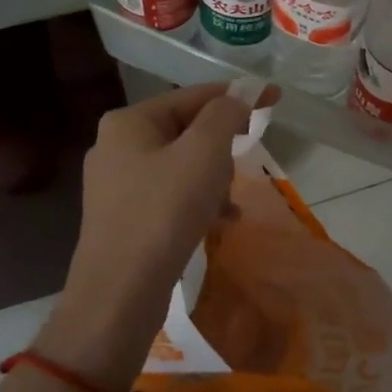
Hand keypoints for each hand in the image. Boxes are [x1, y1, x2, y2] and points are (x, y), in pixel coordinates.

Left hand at [39, 82, 270, 388]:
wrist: (118, 296)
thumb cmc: (163, 212)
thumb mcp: (203, 153)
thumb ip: (225, 115)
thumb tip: (239, 96)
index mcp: (129, 121)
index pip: (193, 95)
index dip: (238, 95)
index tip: (275, 98)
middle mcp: (116, 146)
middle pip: (187, 129)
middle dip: (221, 147)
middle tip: (242, 165)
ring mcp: (116, 184)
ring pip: (182, 164)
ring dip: (212, 177)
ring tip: (228, 202)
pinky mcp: (124, 218)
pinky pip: (171, 194)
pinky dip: (198, 201)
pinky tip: (220, 220)